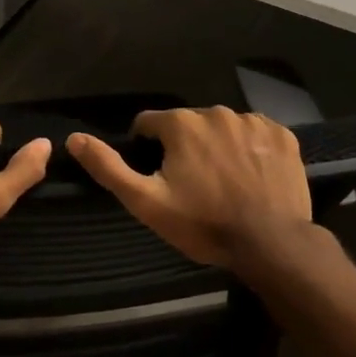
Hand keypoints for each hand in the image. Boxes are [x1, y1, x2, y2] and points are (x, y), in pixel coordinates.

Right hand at [69, 107, 312, 271]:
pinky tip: (253, 176)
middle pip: (188, 125)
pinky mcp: (282, 134)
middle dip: (185, 147)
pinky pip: (256, 134)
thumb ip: (109, 167)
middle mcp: (215, 111)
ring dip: (218, 147)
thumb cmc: (203, 224)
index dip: (148, 148)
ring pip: (222, 128)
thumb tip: (73, 139)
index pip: (150, 124)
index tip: (159, 177)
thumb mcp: (146, 202)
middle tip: (193, 185)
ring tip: (225, 183)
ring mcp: (253, 121)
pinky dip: (250, 149)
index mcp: (181, 124)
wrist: (272, 245)